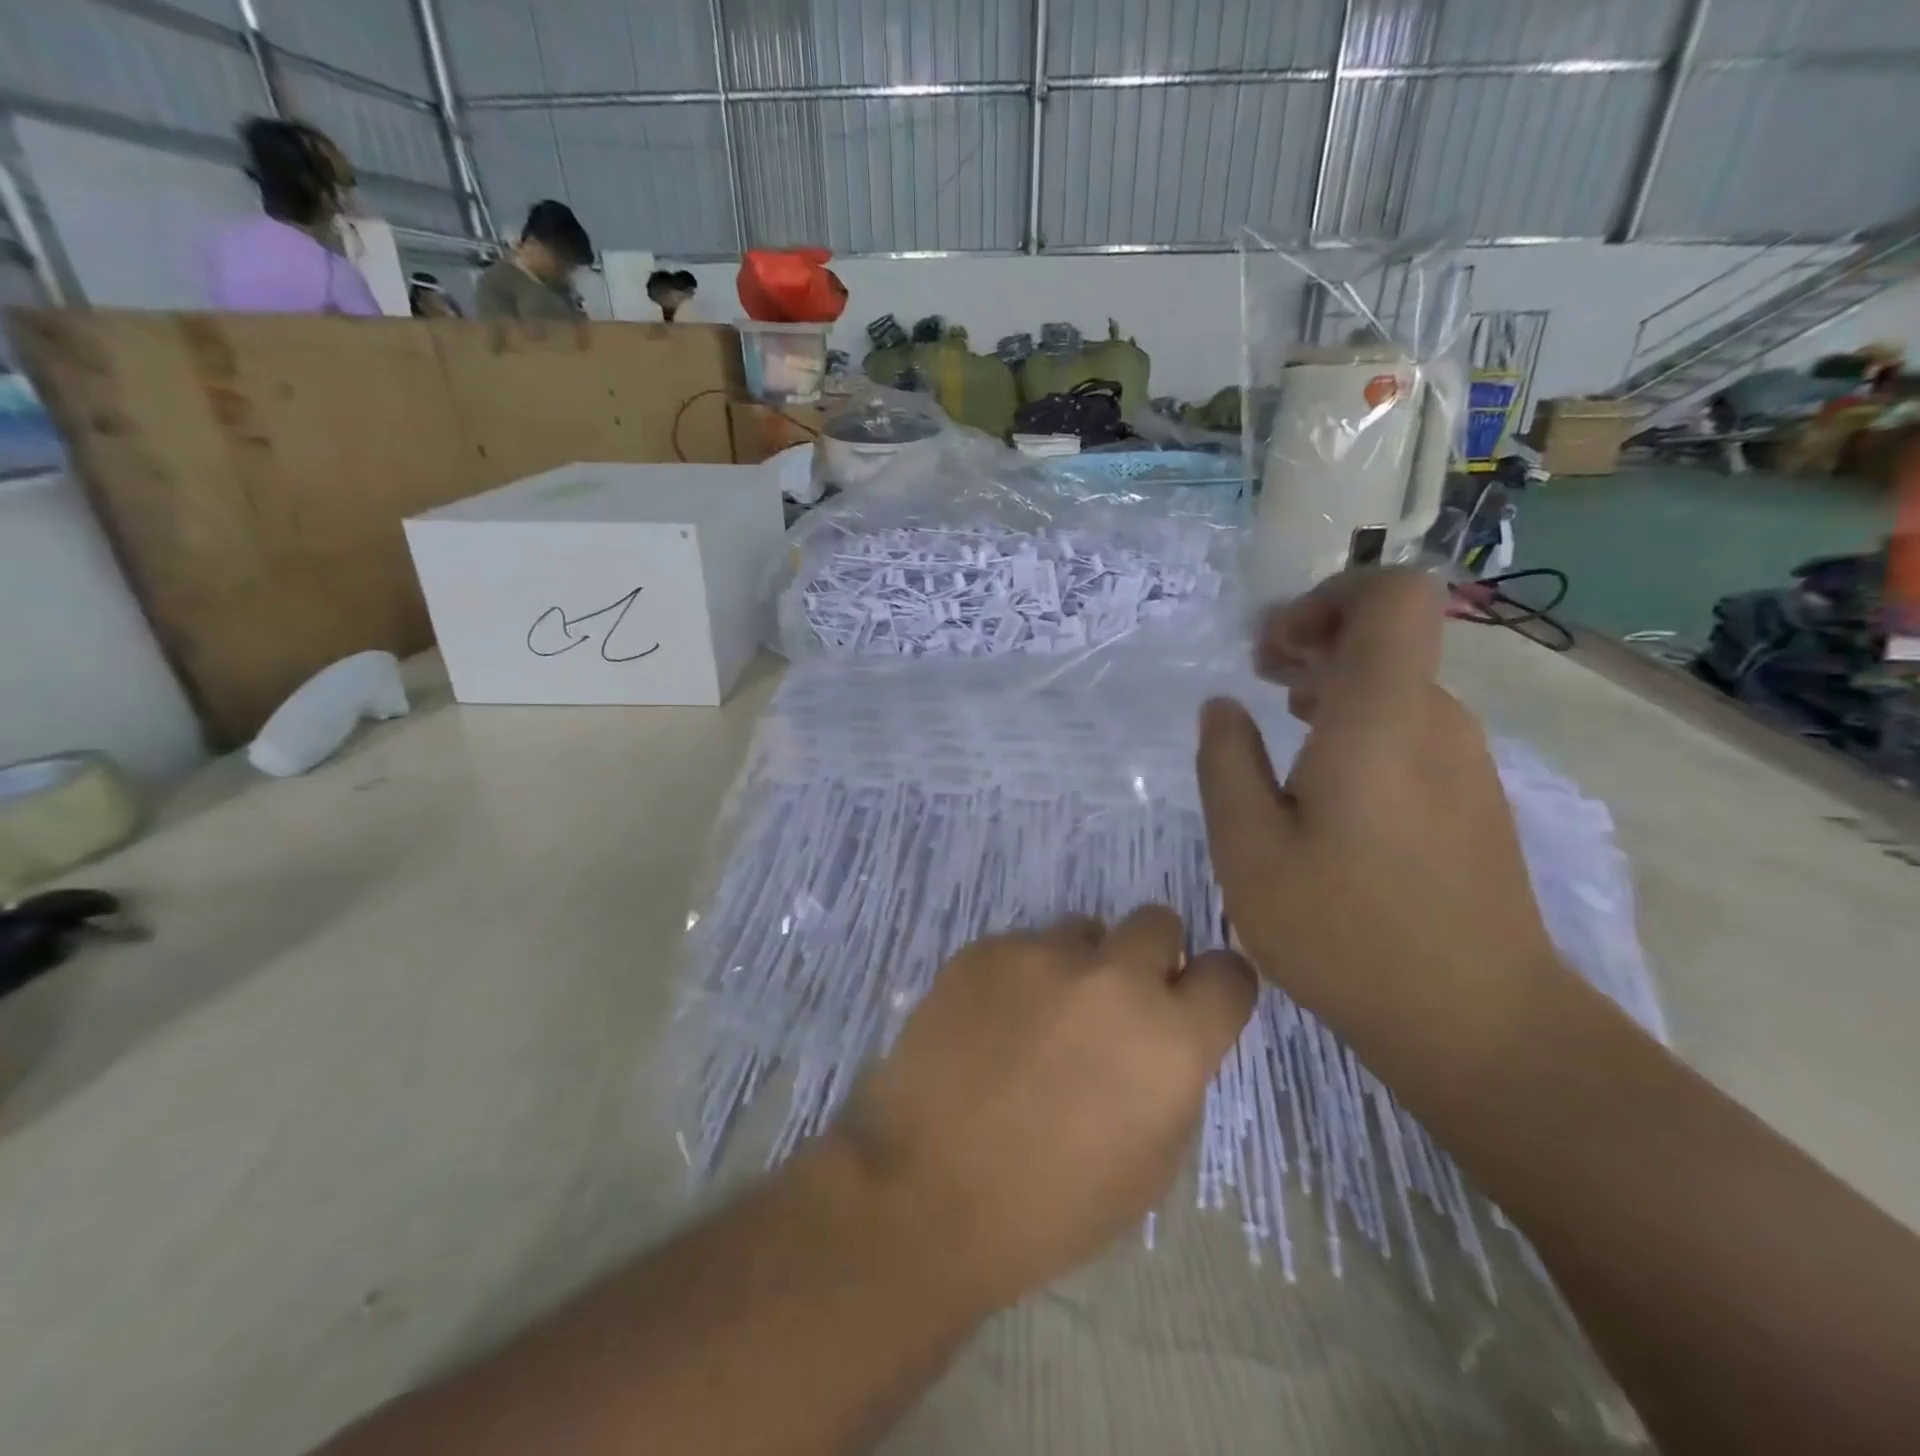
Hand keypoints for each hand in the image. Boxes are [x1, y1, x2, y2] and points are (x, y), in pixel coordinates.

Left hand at [830, 908, 1255, 1310]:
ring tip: (1040, 1018)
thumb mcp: (1150, 1164)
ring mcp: (1043, 954)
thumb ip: (1172, 1079)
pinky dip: (1019, 976)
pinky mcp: (986, 948)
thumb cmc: (1050, 1206)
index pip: (1230, 973)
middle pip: (1157, 922)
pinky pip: (1022, 945)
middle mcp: (1115, 978)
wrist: (925, 1189)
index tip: (1196, 1001)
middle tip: (1117, 1002)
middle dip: (1150, 956)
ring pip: (1083, 930)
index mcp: (1171, 1039)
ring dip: (1079, 965)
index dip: (1218, 987)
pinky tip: (989, 1024)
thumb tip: (1163, 1034)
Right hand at [1197, 569, 1561, 1050]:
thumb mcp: (1249, 850)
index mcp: (1382, 717)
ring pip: (1398, 682)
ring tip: (1279, 722)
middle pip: (1390, 634)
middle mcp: (1436, 721)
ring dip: (1334, 682)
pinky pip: (1412, 727)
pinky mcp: (1472, 798)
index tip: (1276, 648)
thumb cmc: (1346, 931)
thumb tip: (1222, 708)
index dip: (1331, 596)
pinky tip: (1321, 779)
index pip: (1395, 595)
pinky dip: (1360, 722)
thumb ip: (1226, 764)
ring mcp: (1464, 760)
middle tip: (1257, 674)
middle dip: (1316, 637)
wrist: (1479, 1024)